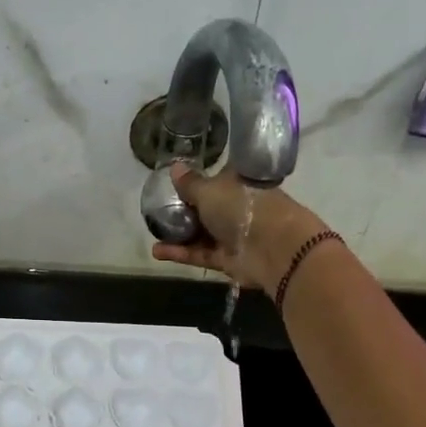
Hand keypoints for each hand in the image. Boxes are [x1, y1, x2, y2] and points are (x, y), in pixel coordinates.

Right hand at [149, 163, 326, 291]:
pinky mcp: (227, 259)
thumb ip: (190, 183)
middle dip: (185, 210)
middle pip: (208, 208)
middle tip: (157, 210)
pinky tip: (156, 251)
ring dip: (178, 234)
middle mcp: (238, 207)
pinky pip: (200, 254)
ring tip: (152, 232)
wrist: (273, 248)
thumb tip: (175, 166)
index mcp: (239, 182)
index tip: (176, 183)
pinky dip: (180, 252)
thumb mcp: (209, 190)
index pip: (218, 178)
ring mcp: (233, 235)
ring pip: (201, 233)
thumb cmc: (242, 207)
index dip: (199, 179)